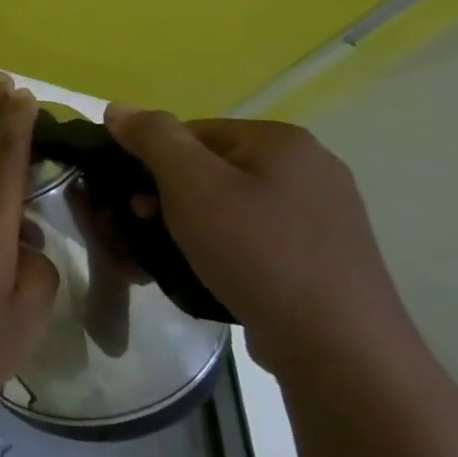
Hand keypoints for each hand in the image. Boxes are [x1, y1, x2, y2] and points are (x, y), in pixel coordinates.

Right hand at [103, 106, 409, 375]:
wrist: (339, 349)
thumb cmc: (257, 252)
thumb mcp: (190, 184)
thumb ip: (152, 137)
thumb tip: (118, 108)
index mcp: (282, 140)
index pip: (190, 133)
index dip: (152, 164)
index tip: (136, 203)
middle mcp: (310, 167)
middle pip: (210, 167)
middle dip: (170, 196)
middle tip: (149, 230)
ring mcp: (324, 213)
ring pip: (231, 204)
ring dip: (193, 224)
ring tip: (176, 256)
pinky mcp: (326, 255)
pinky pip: (257, 235)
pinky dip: (227, 248)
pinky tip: (216, 273)